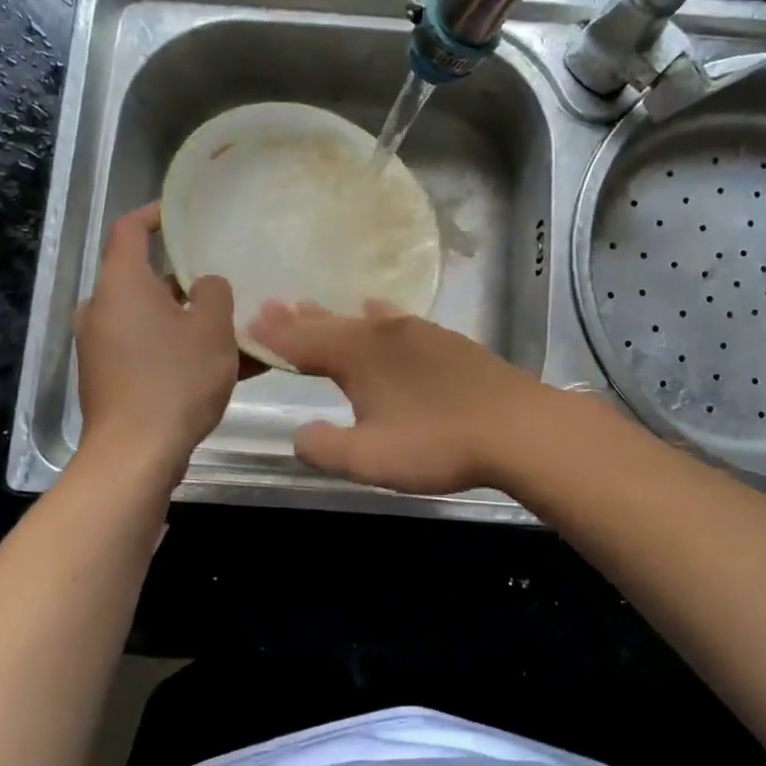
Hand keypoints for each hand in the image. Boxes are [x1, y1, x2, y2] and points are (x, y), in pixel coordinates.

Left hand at [76, 204, 243, 464]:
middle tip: (228, 277)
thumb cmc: (174, 379)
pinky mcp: (112, 379)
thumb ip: (214, 292)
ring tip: (240, 328)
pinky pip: (153, 350)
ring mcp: (104, 347)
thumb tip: (205, 286)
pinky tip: (231, 367)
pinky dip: (184, 350)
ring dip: (193, 320)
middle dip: (189, 279)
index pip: (130, 230)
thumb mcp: (211, 328)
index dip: (157, 214)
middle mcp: (104, 310)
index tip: (185, 214)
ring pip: (156, 319)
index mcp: (121, 285)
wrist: (135, 456)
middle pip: (148, 279)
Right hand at [247, 300, 552, 493]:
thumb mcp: (369, 459)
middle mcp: (382, 335)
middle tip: (271, 306)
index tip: (249, 324)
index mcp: (357, 357)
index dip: (274, 337)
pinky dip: (376, 316)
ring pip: (363, 320)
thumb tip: (300, 434)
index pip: (303, 342)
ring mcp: (417, 333)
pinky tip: (379, 309)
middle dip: (298, 319)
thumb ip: (325, 447)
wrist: (517, 427)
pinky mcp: (445, 341)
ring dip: (334, 316)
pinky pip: (396, 320)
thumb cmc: (437, 443)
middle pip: (331, 324)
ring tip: (312, 306)